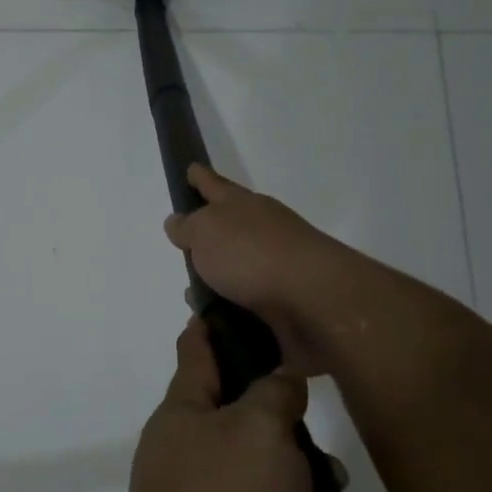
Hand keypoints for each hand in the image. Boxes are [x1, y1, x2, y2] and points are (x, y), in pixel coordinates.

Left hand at [113, 317, 312, 491]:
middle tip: (325, 452)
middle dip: (294, 435)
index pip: (197, 351)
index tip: (234, 303)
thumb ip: (273, 395)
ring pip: (276, 486)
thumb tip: (279, 379)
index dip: (214, 324)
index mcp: (186, 414)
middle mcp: (192, 457)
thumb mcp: (258, 431)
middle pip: (249, 424)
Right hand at [163, 165, 355, 376]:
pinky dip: (229, 310)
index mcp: (243, 206)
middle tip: (184, 247)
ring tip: (192, 299)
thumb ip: (188, 226)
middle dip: (207, 238)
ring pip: (237, 270)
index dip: (200, 178)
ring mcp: (276, 267)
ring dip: (216, 282)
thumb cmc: (251, 254)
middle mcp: (263, 231)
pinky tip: (214, 322)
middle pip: (230, 228)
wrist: (312, 300)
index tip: (191, 169)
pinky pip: (247, 304)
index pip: (215, 186)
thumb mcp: (205, 231)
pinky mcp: (284, 303)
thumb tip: (179, 222)